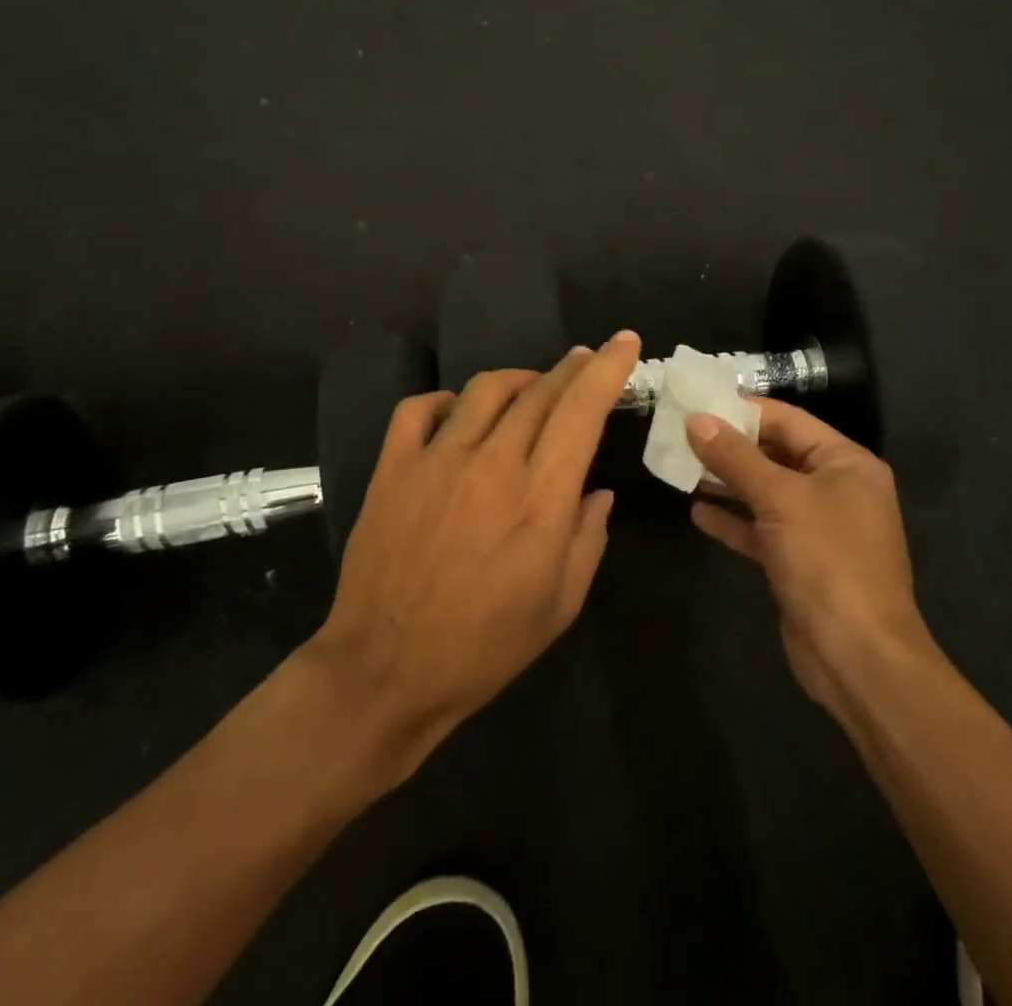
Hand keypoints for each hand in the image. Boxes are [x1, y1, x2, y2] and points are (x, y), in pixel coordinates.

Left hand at [303, 332, 642, 778]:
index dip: (607, 369)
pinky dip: (446, 400)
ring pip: (485, 389)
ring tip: (533, 386)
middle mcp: (492, 464)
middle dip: (571, 368)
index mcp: (540, 498)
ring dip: (519, 378)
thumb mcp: (560, 605)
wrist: (385, 670)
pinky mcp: (393, 467)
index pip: (581, 411)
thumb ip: (587, 539)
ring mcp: (437, 460)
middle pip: (539, 391)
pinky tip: (457, 412)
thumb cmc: (484, 646)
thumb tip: (597, 492)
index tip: (625, 342)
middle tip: (586, 360)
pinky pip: (419, 408)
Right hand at [686, 401, 938, 718]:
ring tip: (681, 467)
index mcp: (846, 463)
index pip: (788, 420)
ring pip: (765, 493)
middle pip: (776, 454)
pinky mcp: (800, 561)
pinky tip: (697, 512)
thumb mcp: (780, 499)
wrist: (857, 657)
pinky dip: (733, 521)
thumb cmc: (827, 561)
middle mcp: (836, 489)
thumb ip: (736, 457)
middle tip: (680, 434)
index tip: (697, 403)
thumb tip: (696, 420)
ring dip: (726, 481)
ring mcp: (819, 528)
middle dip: (730, 446)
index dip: (742, 410)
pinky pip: (761, 530)